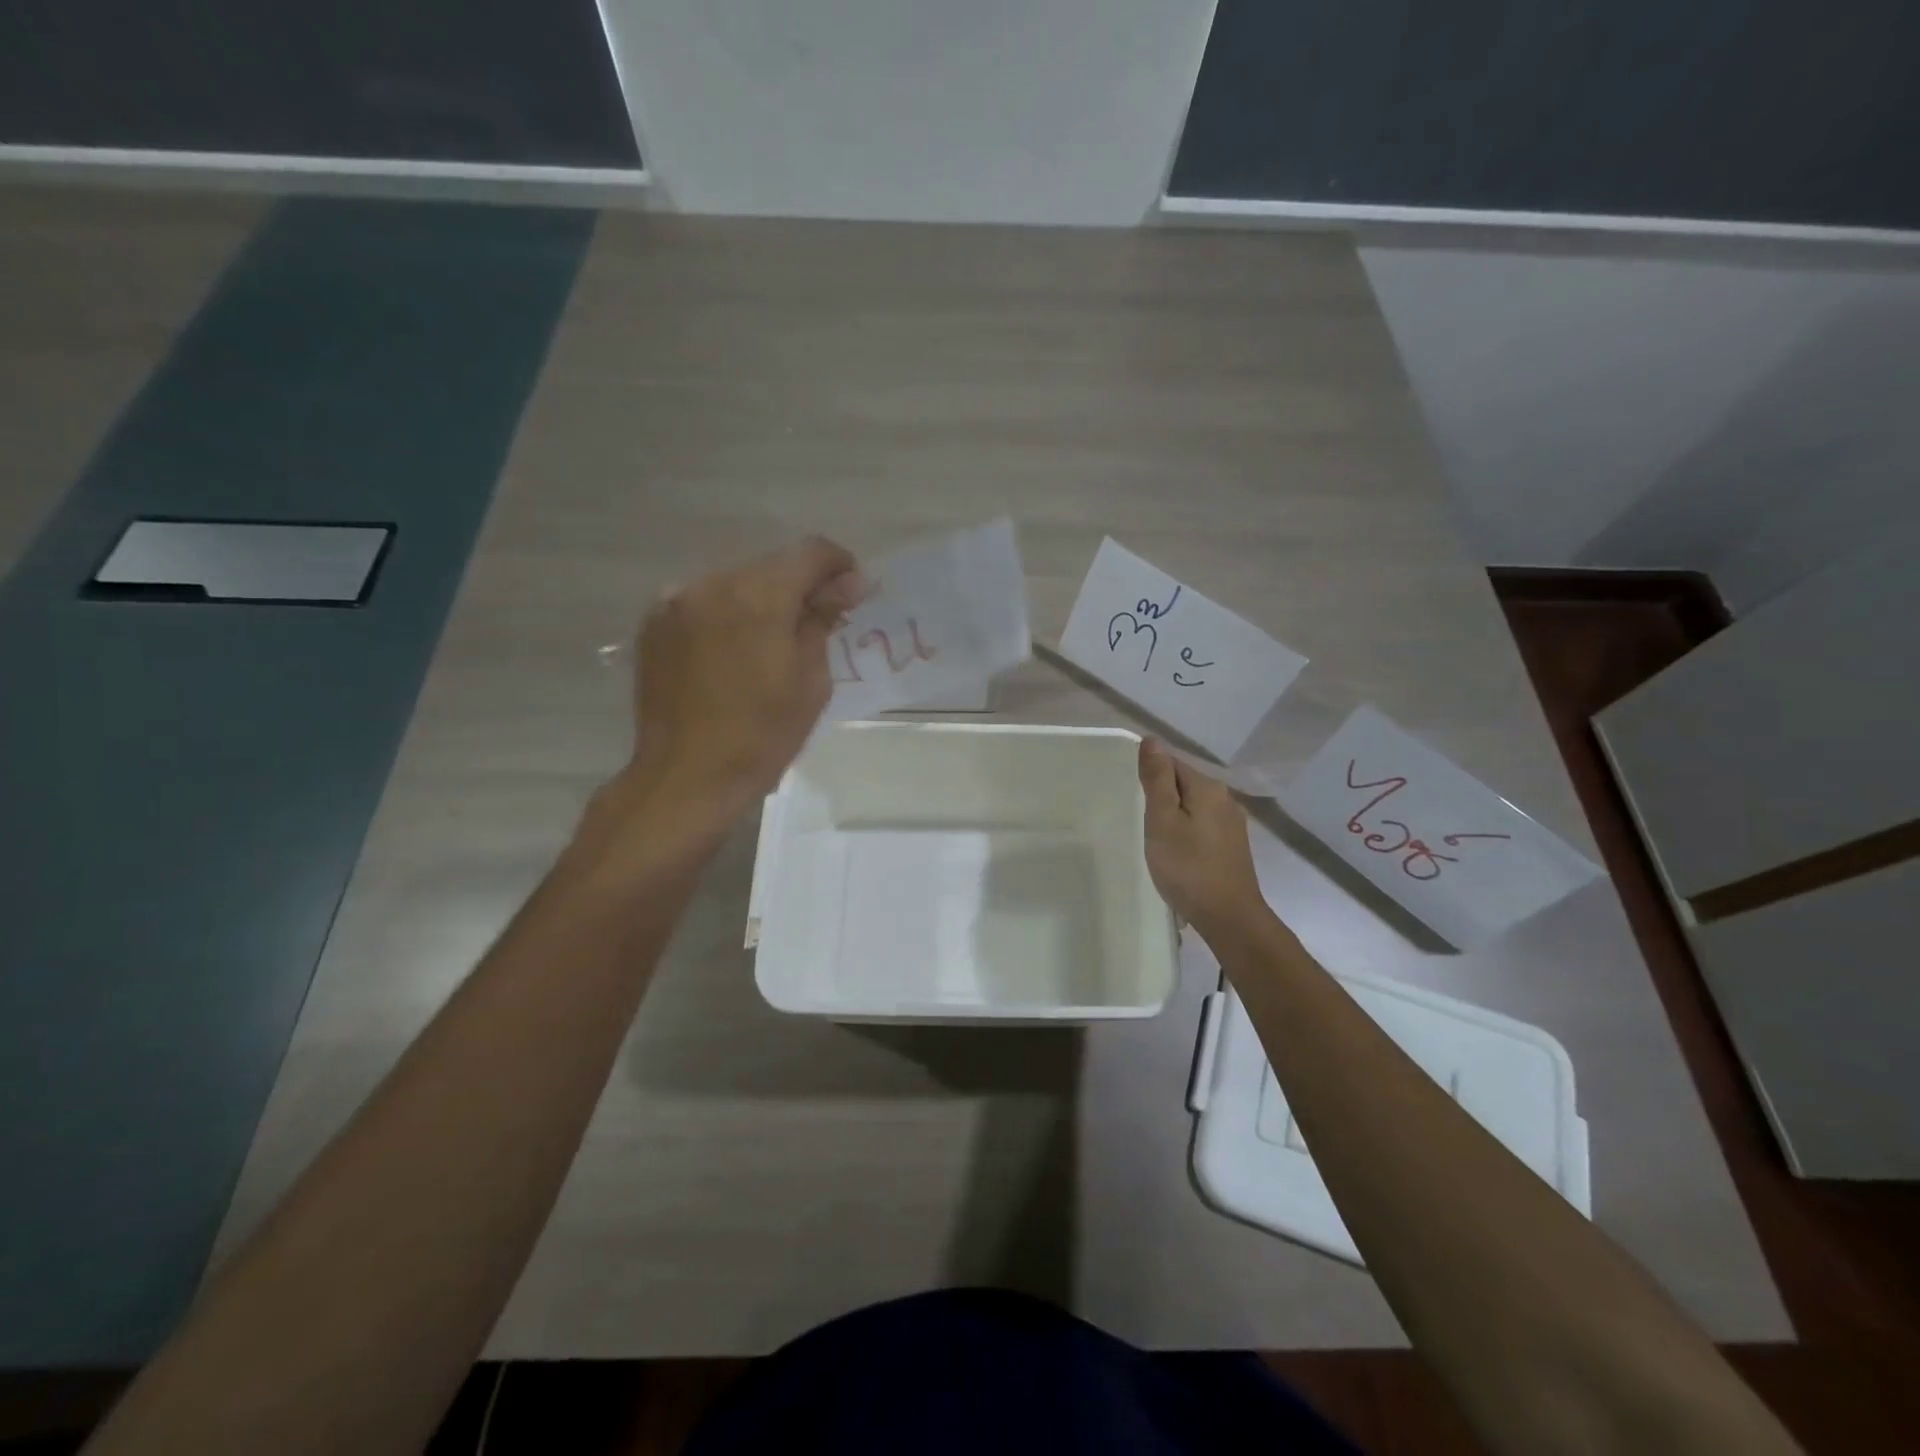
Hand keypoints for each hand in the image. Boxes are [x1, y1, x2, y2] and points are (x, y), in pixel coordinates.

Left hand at [619, 537, 864, 822]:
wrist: (686, 777)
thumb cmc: (763, 736)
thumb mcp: (811, 681)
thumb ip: (823, 620)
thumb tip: (845, 584)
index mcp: (758, 596)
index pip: (809, 553)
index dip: (839, 565)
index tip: (853, 591)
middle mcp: (712, 584)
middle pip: (770, 566)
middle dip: (799, 585)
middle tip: (818, 620)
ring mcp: (676, 602)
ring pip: (735, 582)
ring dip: (761, 600)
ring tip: (773, 641)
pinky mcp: (654, 625)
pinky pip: (703, 603)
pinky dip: (727, 615)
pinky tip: (734, 651)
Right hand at [1138, 738, 1266, 934]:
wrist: (1229, 917)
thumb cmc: (1187, 867)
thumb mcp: (1162, 820)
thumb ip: (1157, 779)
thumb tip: (1152, 740)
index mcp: (1208, 787)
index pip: (1172, 763)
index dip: (1150, 776)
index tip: (1133, 797)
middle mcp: (1225, 798)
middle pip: (1185, 783)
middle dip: (1162, 795)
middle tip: (1140, 820)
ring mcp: (1233, 823)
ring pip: (1194, 805)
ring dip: (1174, 814)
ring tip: (1155, 836)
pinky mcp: (1233, 845)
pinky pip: (1203, 824)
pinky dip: (1187, 830)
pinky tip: (1177, 850)